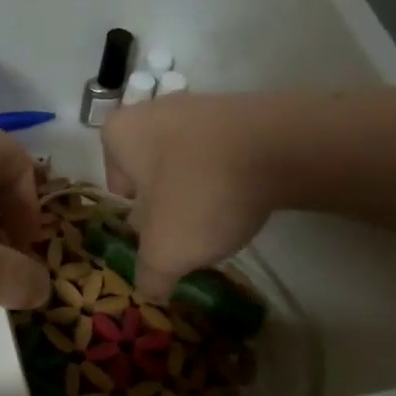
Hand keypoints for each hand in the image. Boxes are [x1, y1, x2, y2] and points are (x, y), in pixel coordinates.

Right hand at [101, 94, 277, 298]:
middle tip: (185, 230)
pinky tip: (247, 197)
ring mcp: (200, 105)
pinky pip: (223, 152)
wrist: (281, 148)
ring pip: (187, 161)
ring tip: (220, 218)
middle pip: (152, 171)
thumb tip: (150, 290)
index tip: (155, 232)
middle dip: (166, 201)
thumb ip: (149, 275)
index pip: (115, 182)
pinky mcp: (240, 110)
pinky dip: (229, 174)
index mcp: (121, 134)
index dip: (134, 213)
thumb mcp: (165, 252)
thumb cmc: (200, 194)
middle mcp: (153, 110)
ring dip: (198, 189)